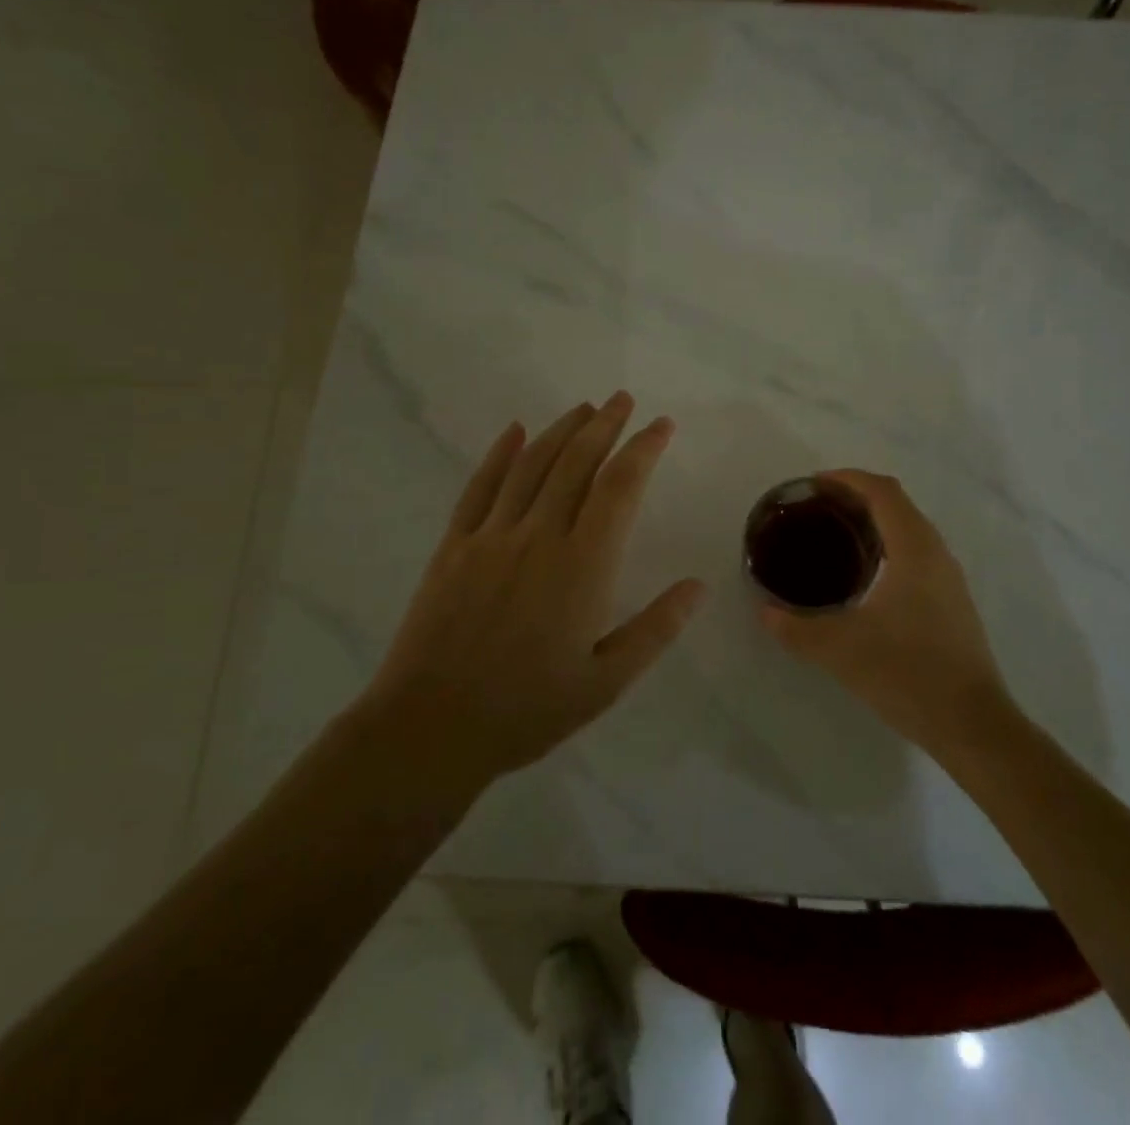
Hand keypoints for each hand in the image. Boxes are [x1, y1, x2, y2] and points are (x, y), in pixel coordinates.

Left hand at [361, 393, 704, 789]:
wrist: (431, 728)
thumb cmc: (526, 710)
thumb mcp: (606, 682)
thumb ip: (655, 629)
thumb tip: (698, 586)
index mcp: (582, 566)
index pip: (620, 487)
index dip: (643, 449)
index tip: (661, 426)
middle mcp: (538, 536)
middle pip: (576, 463)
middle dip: (605, 425)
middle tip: (624, 400)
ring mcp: (491, 537)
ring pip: (532, 465)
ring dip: (561, 430)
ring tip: (584, 408)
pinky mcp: (454, 546)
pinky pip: (480, 487)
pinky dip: (499, 454)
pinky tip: (515, 432)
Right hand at [760, 470, 1016, 758]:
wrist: (973, 725)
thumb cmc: (908, 675)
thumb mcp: (840, 650)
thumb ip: (796, 628)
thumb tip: (765, 611)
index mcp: (914, 550)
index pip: (882, 491)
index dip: (848, 478)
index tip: (814, 484)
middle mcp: (937, 553)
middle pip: (898, 503)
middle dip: (858, 495)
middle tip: (817, 509)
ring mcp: (950, 578)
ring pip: (911, 529)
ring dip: (876, 521)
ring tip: (836, 536)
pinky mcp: (953, 602)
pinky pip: (918, 553)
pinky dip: (889, 545)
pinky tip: (866, 577)